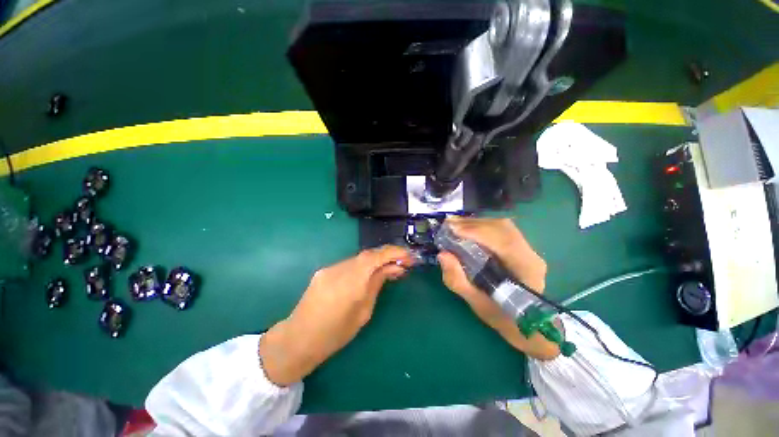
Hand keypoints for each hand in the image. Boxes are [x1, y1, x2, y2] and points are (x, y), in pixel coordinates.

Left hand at [260, 246, 412, 385]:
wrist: (298, 339)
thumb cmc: (335, 334)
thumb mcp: (363, 312)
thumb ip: (377, 285)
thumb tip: (394, 269)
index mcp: (352, 282)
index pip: (376, 256)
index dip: (394, 252)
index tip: (408, 256)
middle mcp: (340, 269)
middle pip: (368, 255)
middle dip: (387, 256)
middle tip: (401, 263)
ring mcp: (330, 268)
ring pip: (358, 259)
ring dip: (375, 261)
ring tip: (386, 270)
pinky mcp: (324, 271)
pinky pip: (348, 264)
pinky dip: (362, 266)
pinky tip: (366, 275)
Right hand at [437, 217, 558, 359]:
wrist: (528, 325)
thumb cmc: (504, 318)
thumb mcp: (477, 304)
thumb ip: (458, 280)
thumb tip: (442, 254)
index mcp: (526, 270)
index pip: (503, 241)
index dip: (477, 232)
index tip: (453, 229)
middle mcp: (530, 254)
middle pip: (502, 228)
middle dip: (473, 224)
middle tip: (449, 224)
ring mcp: (528, 249)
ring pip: (501, 226)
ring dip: (476, 223)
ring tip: (454, 225)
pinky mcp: (520, 247)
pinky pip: (500, 230)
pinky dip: (480, 226)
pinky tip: (467, 229)